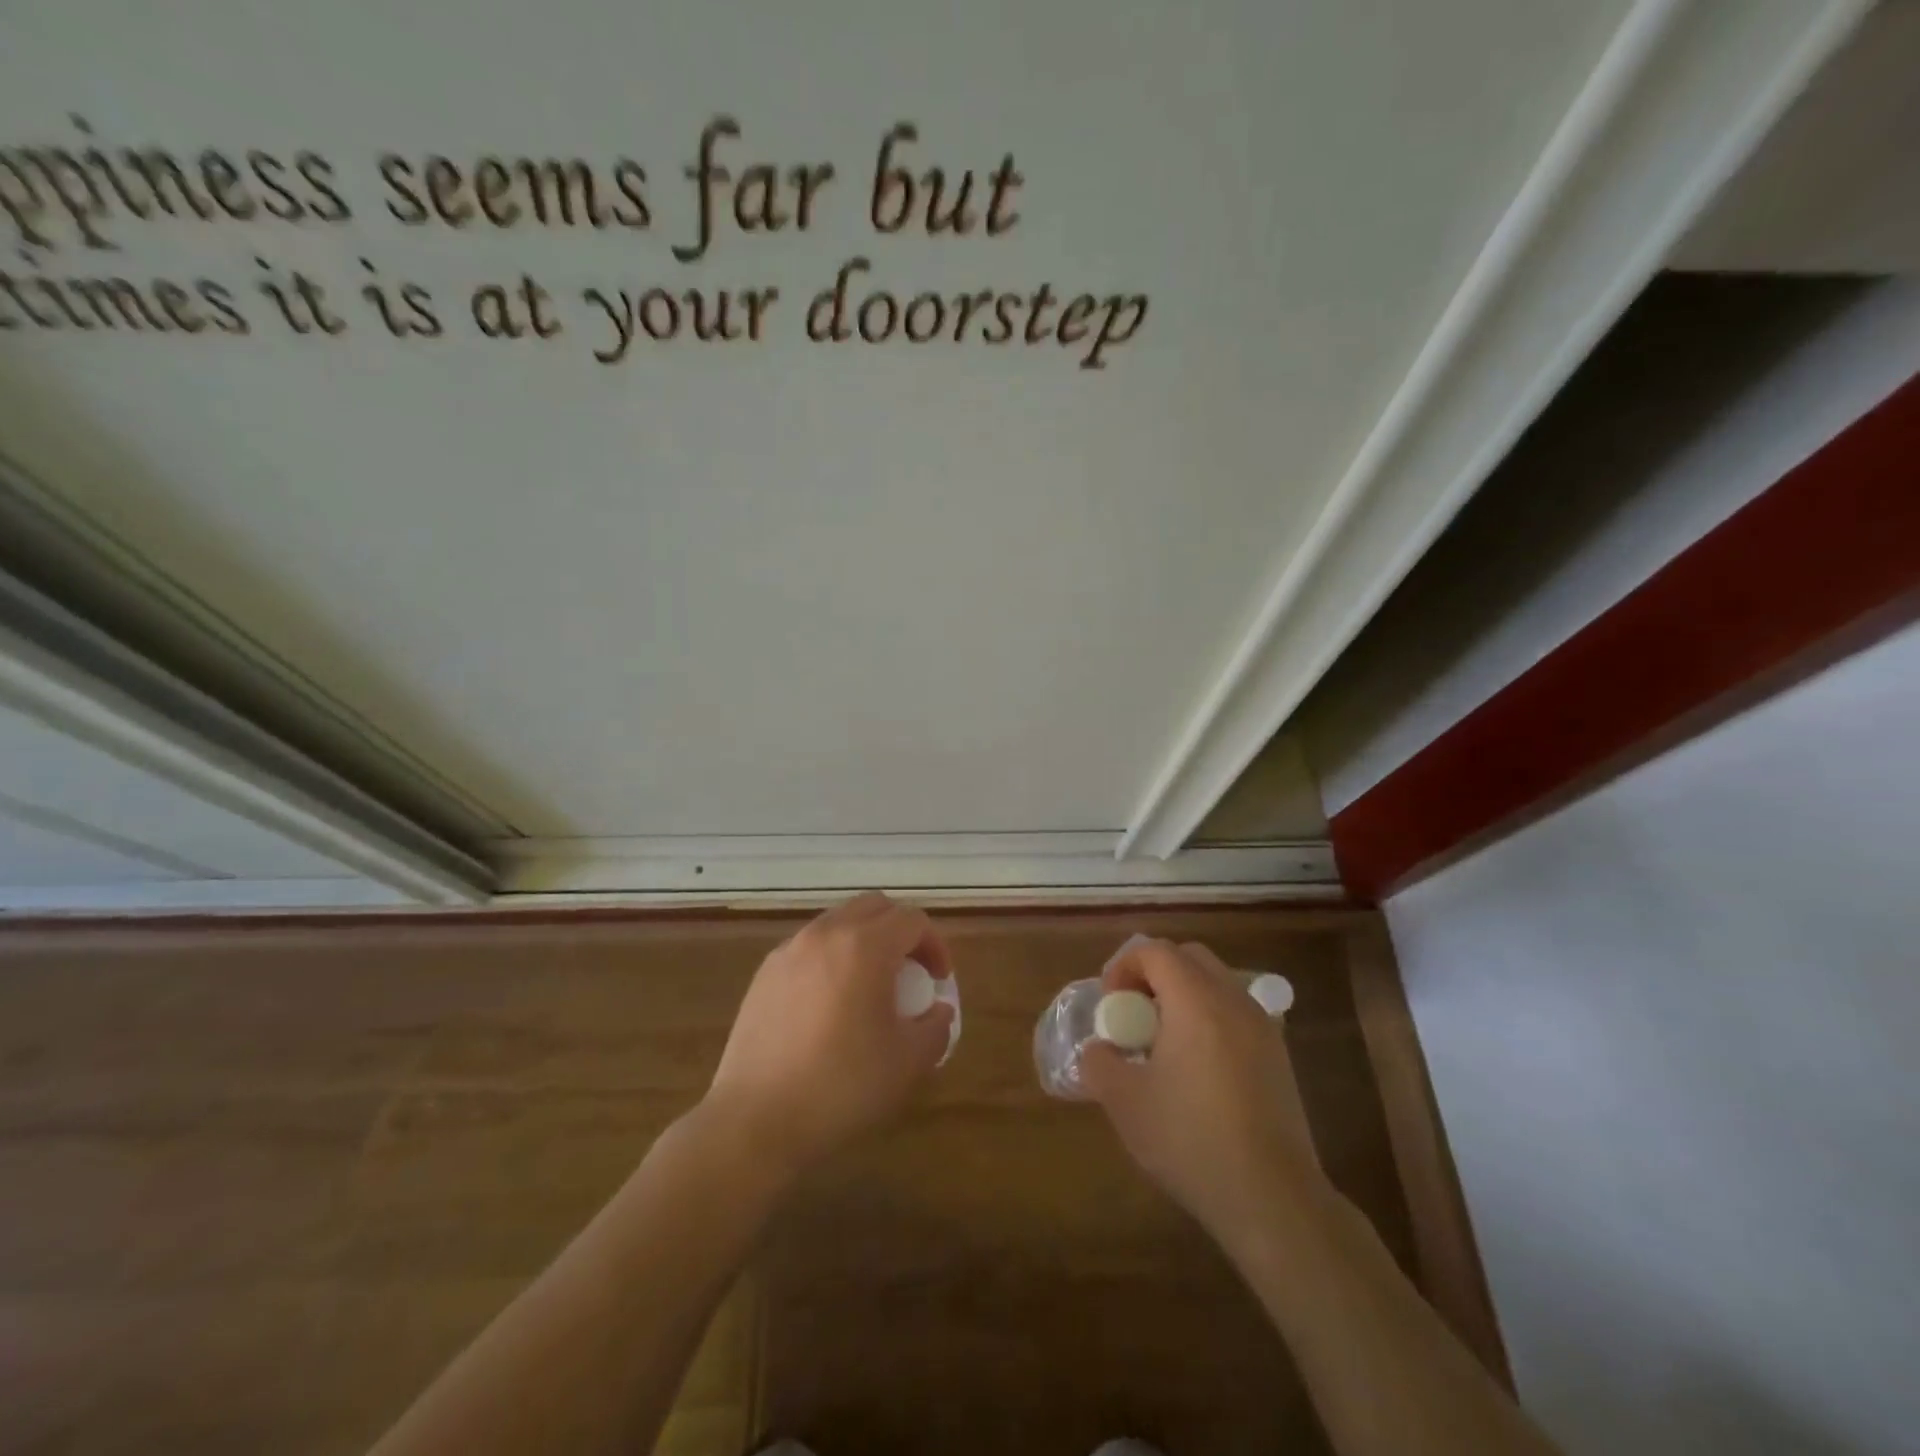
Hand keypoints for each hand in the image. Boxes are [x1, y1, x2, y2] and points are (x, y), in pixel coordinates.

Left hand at [704, 892, 953, 1179]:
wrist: (756, 1119)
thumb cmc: (841, 1086)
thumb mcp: (907, 1062)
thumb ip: (935, 1027)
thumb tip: (939, 1011)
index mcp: (865, 946)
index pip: (912, 920)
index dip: (935, 945)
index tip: (939, 981)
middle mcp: (826, 934)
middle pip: (875, 906)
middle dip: (901, 930)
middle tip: (911, 971)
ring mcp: (790, 950)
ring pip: (839, 921)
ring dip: (865, 939)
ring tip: (871, 984)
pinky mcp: (765, 973)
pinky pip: (809, 946)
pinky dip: (832, 956)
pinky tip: (831, 1002)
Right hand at [1081, 939, 1324, 1251]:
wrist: (1273, 1199)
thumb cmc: (1191, 1141)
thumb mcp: (1125, 1103)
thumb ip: (1099, 1063)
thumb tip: (1099, 1049)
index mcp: (1196, 1001)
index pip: (1156, 951)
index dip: (1124, 966)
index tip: (1110, 1004)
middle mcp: (1233, 1000)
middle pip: (1189, 957)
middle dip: (1154, 973)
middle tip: (1133, 1012)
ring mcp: (1263, 1026)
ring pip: (1216, 982)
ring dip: (1183, 994)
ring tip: (1163, 1040)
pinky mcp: (1278, 1055)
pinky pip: (1235, 1011)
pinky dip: (1209, 1016)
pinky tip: (1197, 1066)